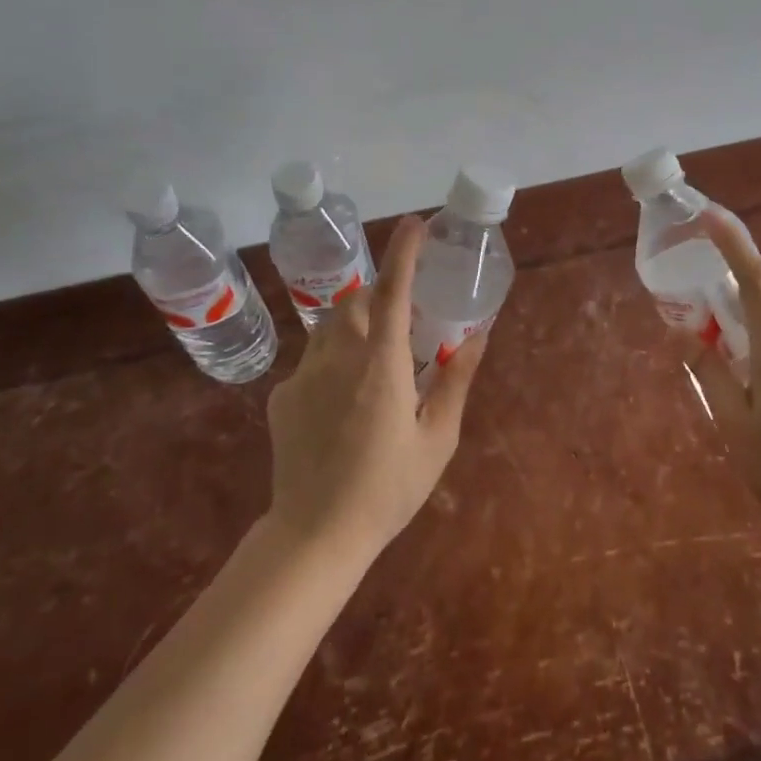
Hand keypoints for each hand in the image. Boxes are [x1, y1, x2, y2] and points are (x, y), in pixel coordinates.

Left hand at [265, 216, 486, 562]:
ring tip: (374, 357)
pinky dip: (333, 362)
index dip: (404, 253)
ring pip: (330, 326)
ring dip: (355, 325)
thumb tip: (478, 335)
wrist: (314, 536)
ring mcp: (304, 375)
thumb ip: (456, 381)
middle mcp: (338, 359)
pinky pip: (312, 360)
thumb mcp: (437, 439)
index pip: (393, 292)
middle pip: (356, 301)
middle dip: (379, 295)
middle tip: (402, 317)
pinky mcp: (283, 396)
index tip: (415, 224)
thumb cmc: (387, 489)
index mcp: (382, 366)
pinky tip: (342, 403)